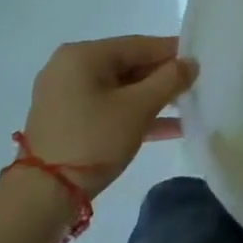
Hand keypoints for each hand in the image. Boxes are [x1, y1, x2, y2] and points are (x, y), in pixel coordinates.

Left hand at [21, 35, 196, 196]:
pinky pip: (107, 106)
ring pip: (120, 89)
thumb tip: (191, 62)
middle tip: (195, 88)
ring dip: (152, 100)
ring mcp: (65, 95)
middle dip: (162, 79)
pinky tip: (167, 128)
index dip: (173, 53)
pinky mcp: (66, 119)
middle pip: (129, 65)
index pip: (139, 45)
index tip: (200, 62)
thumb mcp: (138, 108)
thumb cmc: (92, 140)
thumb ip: (170, 80)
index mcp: (83, 55)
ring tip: (186, 109)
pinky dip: (133, 114)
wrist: (41, 197)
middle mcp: (70, 67)